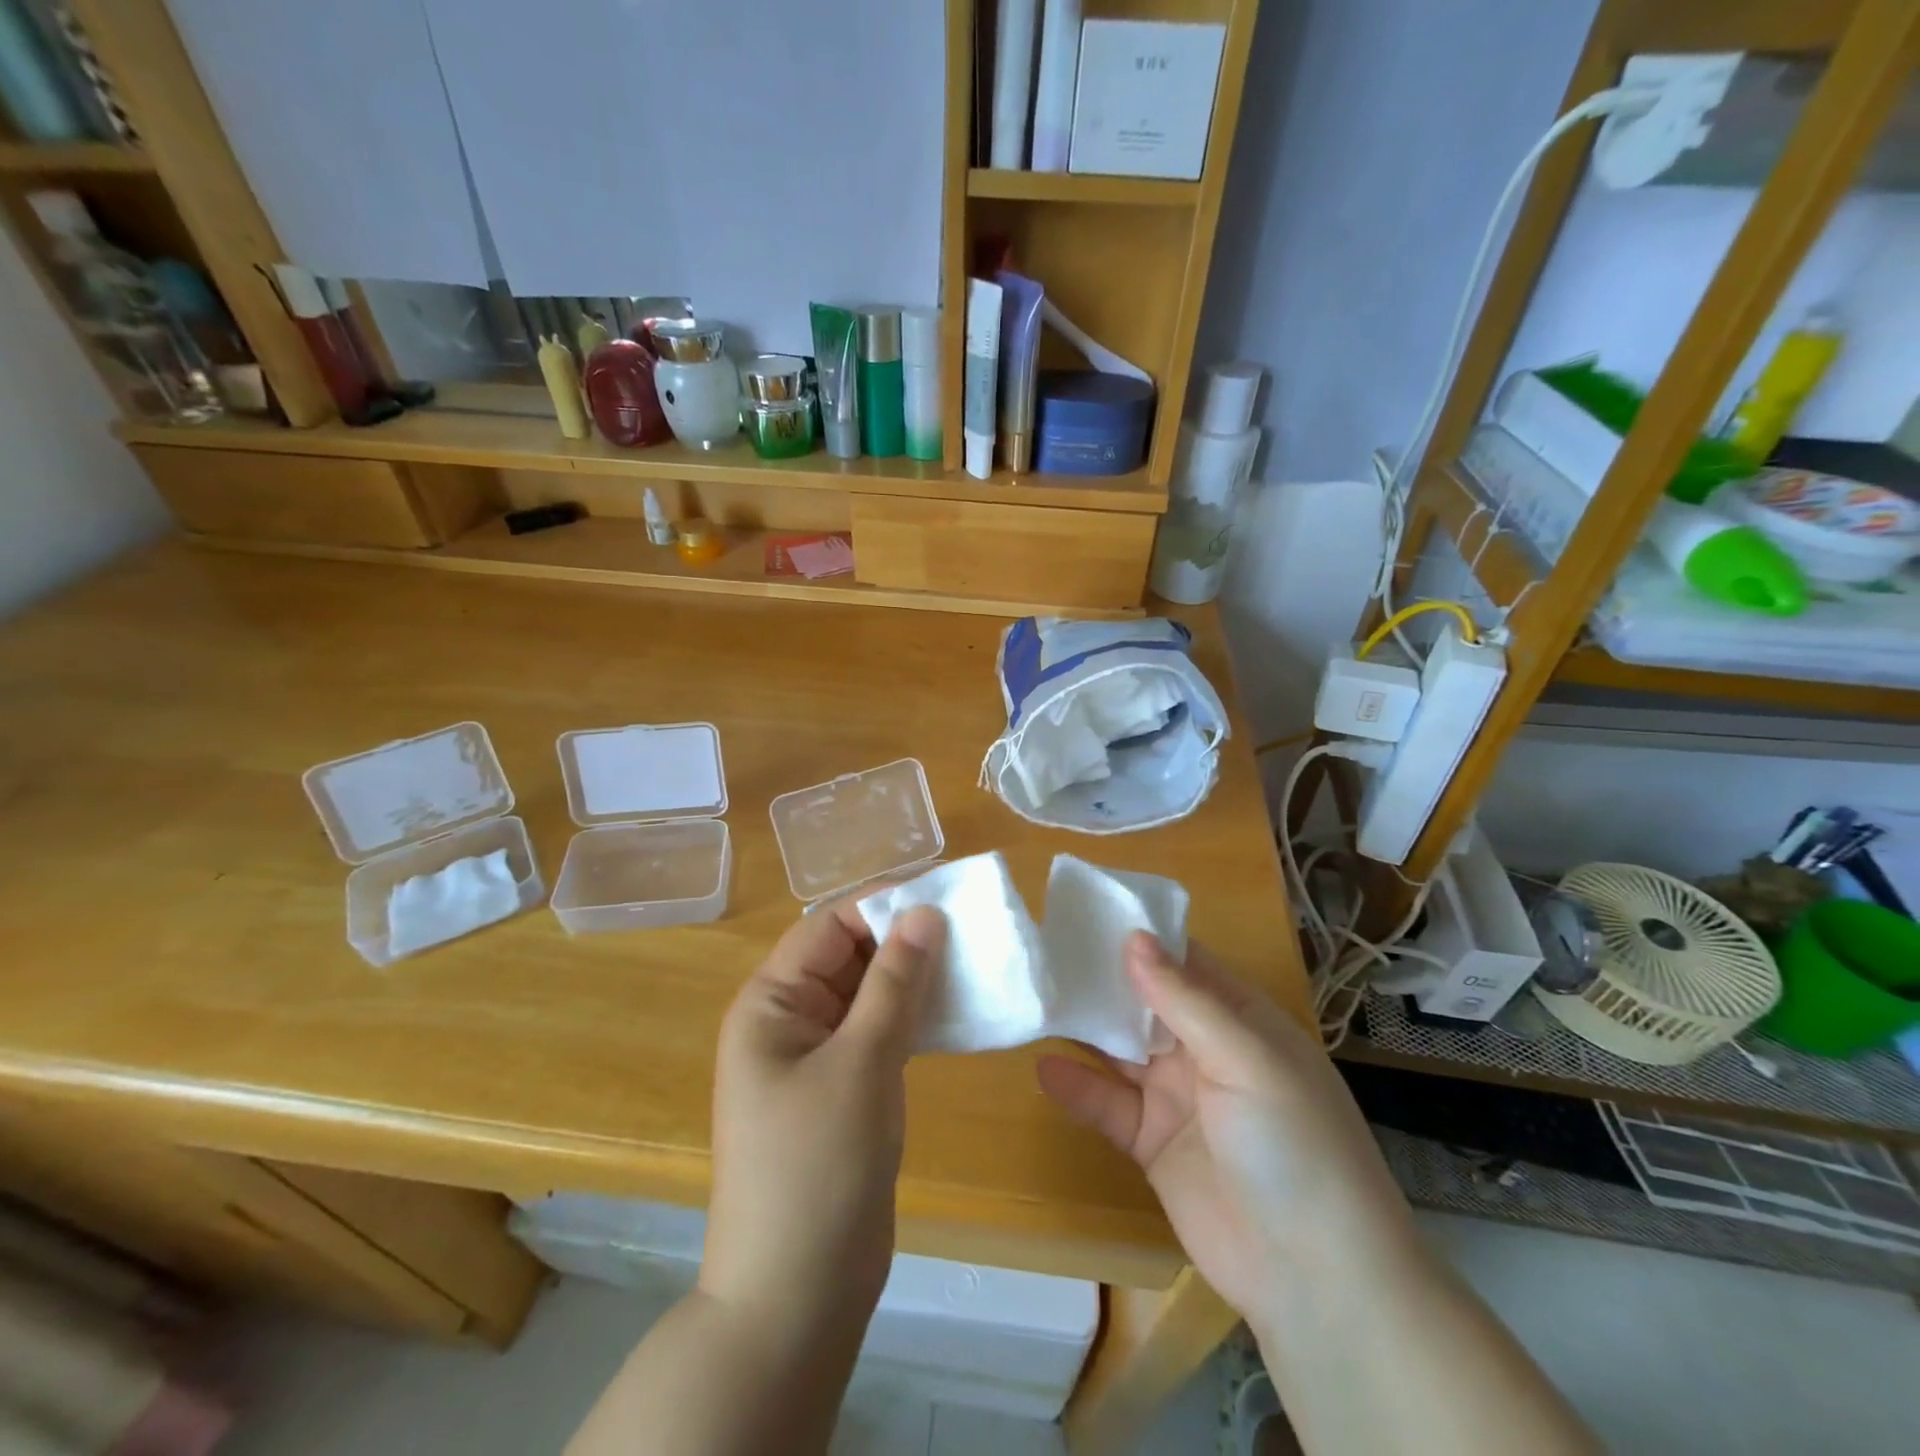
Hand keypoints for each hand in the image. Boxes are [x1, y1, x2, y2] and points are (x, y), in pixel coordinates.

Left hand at [701, 899, 946, 1330]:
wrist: (796, 1298)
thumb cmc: (818, 1167)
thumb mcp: (861, 1062)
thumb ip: (894, 982)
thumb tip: (924, 912)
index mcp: (771, 1003)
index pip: (829, 928)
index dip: (883, 907)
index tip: (945, 898)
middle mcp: (788, 1021)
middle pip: (848, 958)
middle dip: (903, 941)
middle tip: (971, 931)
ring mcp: (815, 1059)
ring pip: (868, 996)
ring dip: (913, 980)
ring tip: (972, 963)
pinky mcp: (842, 1091)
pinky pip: (877, 1034)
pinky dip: (912, 1019)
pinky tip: (954, 1013)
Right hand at [1037, 933, 1418, 1331]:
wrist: (1316, 1280)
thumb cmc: (1294, 1145)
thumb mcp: (1246, 1059)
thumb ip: (1184, 999)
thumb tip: (1134, 936)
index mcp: (1239, 1020)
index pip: (1183, 962)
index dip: (1139, 938)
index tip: (1085, 913)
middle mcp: (1205, 1050)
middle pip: (1143, 1003)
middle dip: (1100, 980)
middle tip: (1043, 953)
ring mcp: (1177, 1097)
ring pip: (1120, 1050)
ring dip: (1083, 1028)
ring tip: (1034, 1000)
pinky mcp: (1152, 1143)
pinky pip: (1108, 1104)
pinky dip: (1078, 1086)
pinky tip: (1044, 1067)